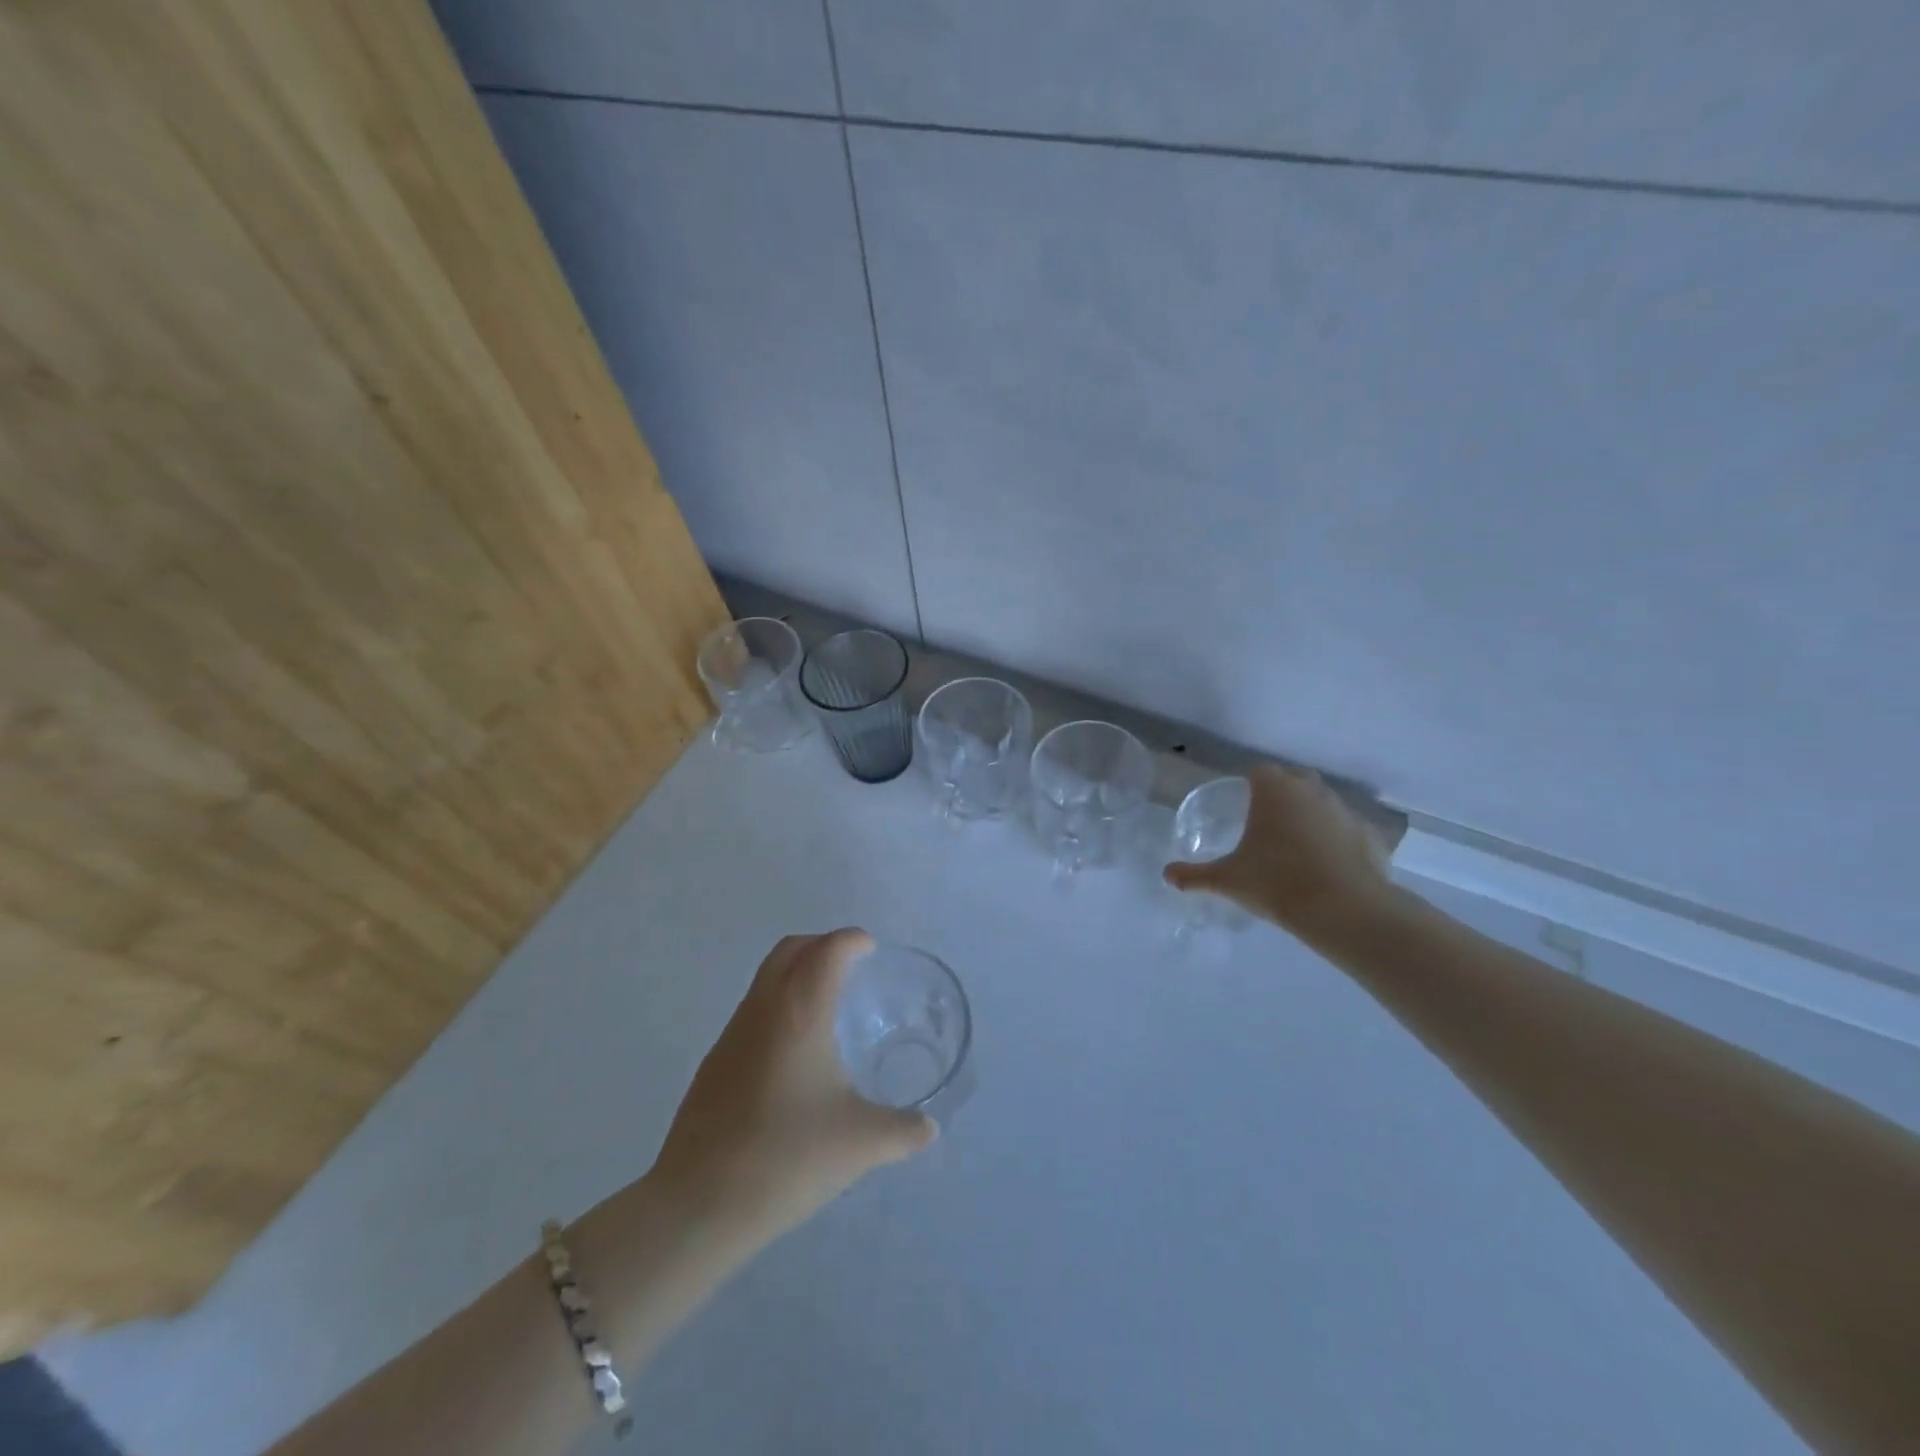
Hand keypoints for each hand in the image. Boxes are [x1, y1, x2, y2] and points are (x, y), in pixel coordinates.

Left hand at [651, 930, 935, 1237]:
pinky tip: (792, 1055)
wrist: (699, 1204)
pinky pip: (751, 1013)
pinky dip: (776, 1008)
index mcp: (800, 1011)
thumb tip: (929, 1129)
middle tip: (849, 965)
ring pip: (764, 980)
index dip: (852, 940)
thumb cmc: (788, 1157)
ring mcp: (731, 1035)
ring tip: (825, 1008)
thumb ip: (903, 1131)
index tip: (871, 948)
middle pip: (789, 950)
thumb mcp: (861, 1144)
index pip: (828, 950)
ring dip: (794, 975)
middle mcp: (763, 1009)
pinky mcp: (713, 1064)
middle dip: (820, 945)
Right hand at [1164, 764, 1395, 935]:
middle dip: (1281, 793)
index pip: (1258, 771)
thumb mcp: (1228, 880)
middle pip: (1294, 779)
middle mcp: (1312, 791)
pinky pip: (1348, 830)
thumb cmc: (1277, 883)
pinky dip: (1338, 840)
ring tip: (1296, 846)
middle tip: (1266, 822)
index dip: (1248, 783)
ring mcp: (1346, 811)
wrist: (1345, 911)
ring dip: (1310, 815)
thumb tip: (1167, 875)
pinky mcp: (1371, 836)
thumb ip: (1195, 875)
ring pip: (1323, 802)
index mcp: (1275, 791)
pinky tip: (1328, 865)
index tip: (1241, 803)